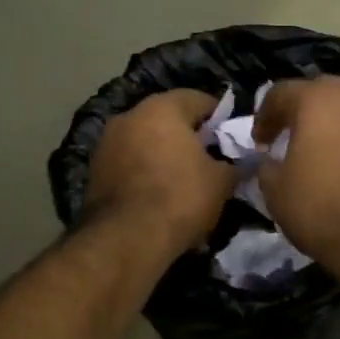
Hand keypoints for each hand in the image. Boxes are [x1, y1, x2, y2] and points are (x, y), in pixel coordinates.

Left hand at [84, 90, 237, 254]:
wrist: (126, 239)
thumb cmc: (180, 198)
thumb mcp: (221, 182)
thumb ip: (235, 165)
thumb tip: (245, 163)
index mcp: (162, 108)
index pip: (199, 99)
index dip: (220, 117)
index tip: (232, 137)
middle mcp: (129, 116)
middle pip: (168, 119)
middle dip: (190, 136)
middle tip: (211, 158)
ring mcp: (106, 143)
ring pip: (146, 140)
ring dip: (164, 154)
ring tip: (185, 179)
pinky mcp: (94, 172)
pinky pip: (129, 163)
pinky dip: (145, 172)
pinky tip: (160, 194)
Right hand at [252, 77, 339, 266]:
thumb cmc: (323, 210)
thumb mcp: (276, 192)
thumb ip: (267, 166)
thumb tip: (271, 160)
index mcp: (317, 101)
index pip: (281, 93)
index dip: (265, 116)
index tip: (260, 142)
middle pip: (323, 93)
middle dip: (305, 111)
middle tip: (294, 137)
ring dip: (339, 125)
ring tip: (330, 153)